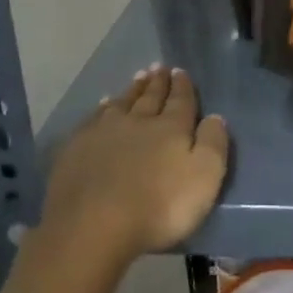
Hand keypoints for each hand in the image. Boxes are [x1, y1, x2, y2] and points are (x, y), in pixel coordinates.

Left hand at [42, 66, 228, 264]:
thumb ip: (213, 144)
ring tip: (138, 78)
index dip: (182, 86)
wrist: (93, 225)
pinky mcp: (77, 147)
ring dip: (132, 90)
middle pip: (150, 97)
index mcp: (170, 128)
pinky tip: (103, 105)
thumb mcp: (203, 178)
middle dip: (157, 82)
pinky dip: (102, 108)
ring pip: (122, 103)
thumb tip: (215, 116)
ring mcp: (104, 132)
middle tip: (159, 67)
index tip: (180, 72)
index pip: (180, 100)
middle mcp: (137, 121)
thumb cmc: (158, 206)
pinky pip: (94, 118)